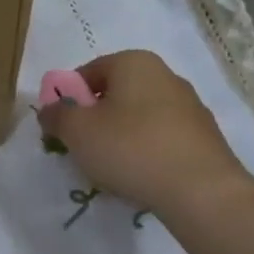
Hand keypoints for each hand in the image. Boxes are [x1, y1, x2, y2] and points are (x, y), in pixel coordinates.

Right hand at [38, 50, 253, 224]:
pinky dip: (144, 151)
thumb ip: (56, 115)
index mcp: (134, 62)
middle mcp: (165, 75)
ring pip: (138, 117)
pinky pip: (160, 138)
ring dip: (119, 137)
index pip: (87, 72)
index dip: (67, 99)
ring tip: (111, 168)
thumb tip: (50, 110)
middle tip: (82, 149)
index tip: (61, 128)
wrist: (201, 190)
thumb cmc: (130, 148)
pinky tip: (139, 176)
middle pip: (114, 94)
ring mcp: (189, 106)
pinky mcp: (203, 136)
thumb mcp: (77, 131)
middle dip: (94, 119)